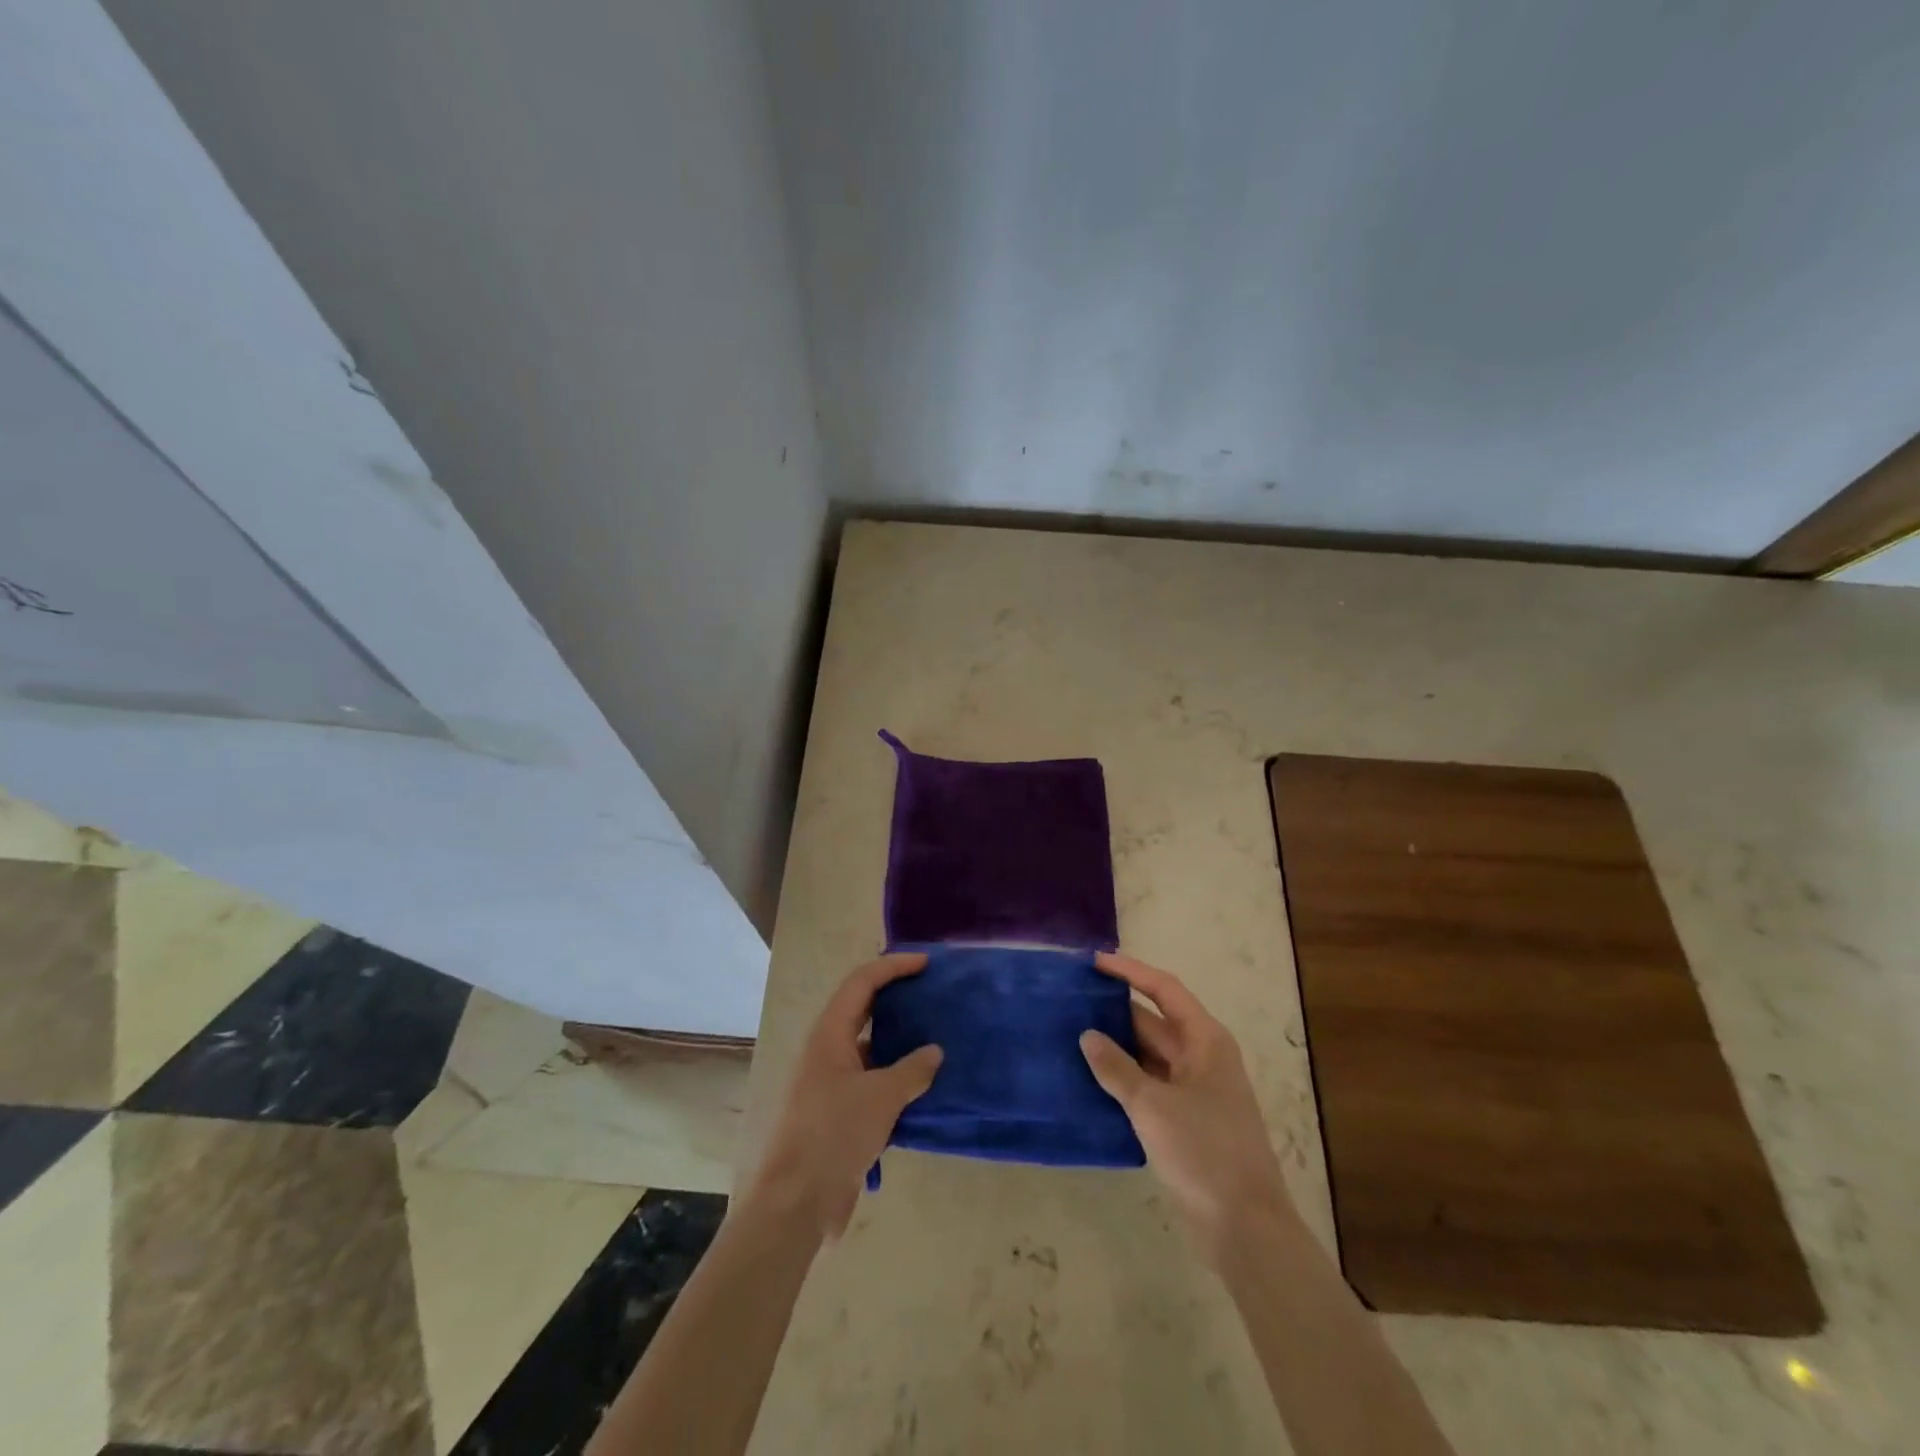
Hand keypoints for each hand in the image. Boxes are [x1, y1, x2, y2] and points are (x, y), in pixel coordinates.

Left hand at [745, 952, 943, 1241]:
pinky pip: (871, 1079)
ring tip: (935, 1035)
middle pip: (862, 1008)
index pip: (862, 982)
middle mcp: (827, 1050)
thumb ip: (912, 1070)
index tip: (926, 964)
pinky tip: (923, 1085)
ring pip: (869, 1046)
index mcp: (829, 1033)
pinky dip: (895, 1075)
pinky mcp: (838, 1112)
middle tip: (931, 992)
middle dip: (895, 996)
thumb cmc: (834, 1135)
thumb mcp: (881, 1097)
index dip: (893, 966)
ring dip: (898, 1039)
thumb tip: (934, 1052)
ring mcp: (830, 1081)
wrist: (796, 1202)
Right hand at [1080, 952, 1294, 1266]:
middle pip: (1154, 1021)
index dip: (1130, 972)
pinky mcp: (1185, 1120)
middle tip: (1071, 1003)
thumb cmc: (1205, 1152)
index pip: (1164, 990)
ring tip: (1071, 1035)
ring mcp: (1194, 1090)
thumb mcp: (1153, 1106)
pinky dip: (1122, 1078)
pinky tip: (1090, 1080)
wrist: (1246, 1228)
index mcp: (1205, 1040)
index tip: (1094, 963)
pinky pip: (1148, 1085)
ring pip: (1149, 1055)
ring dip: (1116, 1047)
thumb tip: (1087, 1036)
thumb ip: (1116, 1068)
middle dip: (1115, 1012)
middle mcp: (1202, 1057)